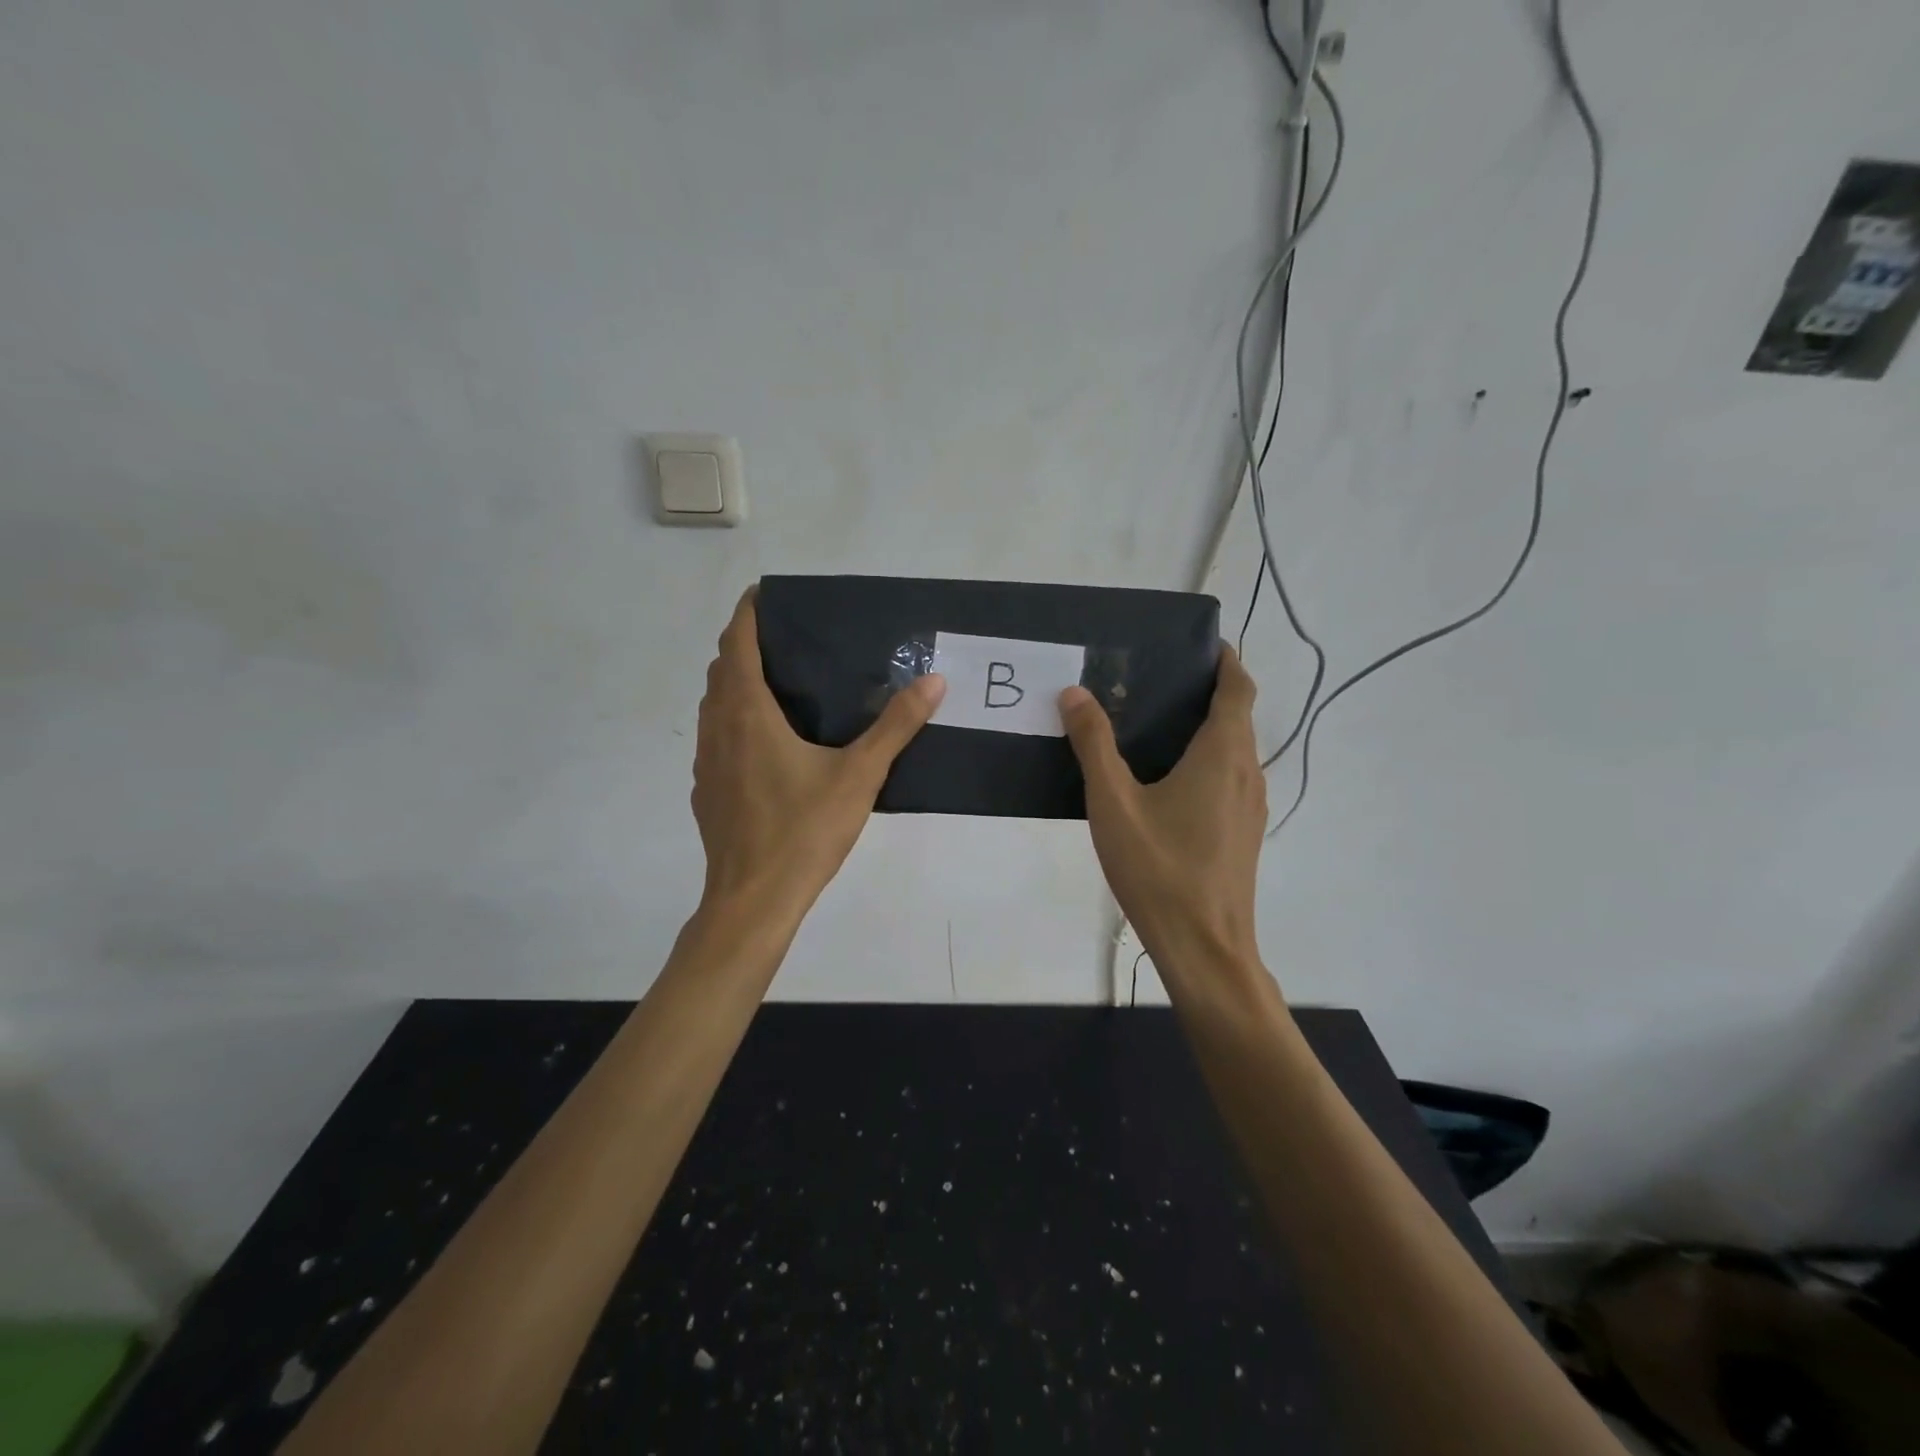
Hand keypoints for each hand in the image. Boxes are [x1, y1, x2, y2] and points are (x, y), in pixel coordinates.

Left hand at [692, 588, 945, 923]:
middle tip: (787, 639)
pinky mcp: (706, 790)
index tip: (768, 594)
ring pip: (714, 704)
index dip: (748, 612)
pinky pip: (715, 737)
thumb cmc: (803, 831)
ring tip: (779, 683)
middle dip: (745, 644)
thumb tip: (933, 681)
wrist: (753, 900)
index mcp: (747, 713)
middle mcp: (717, 728)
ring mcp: (705, 761)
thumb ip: (896, 726)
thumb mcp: (859, 775)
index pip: (737, 643)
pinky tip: (767, 743)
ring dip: (736, 683)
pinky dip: (734, 720)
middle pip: (722, 669)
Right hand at [1060, 647, 1267, 986]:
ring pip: (1234, 750)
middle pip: (1237, 716)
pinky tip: (1165, 781)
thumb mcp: (1113, 802)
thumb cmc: (1159, 868)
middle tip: (1154, 681)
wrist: (1204, 947)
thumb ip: (1094, 744)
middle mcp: (1246, 772)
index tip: (1197, 645)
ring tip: (1154, 724)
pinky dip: (1206, 761)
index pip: (1238, 687)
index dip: (1225, 660)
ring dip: (1206, 728)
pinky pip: (1229, 778)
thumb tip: (1076, 693)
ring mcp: (1250, 805)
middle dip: (1207, 691)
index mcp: (1222, 754)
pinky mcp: (1244, 832)